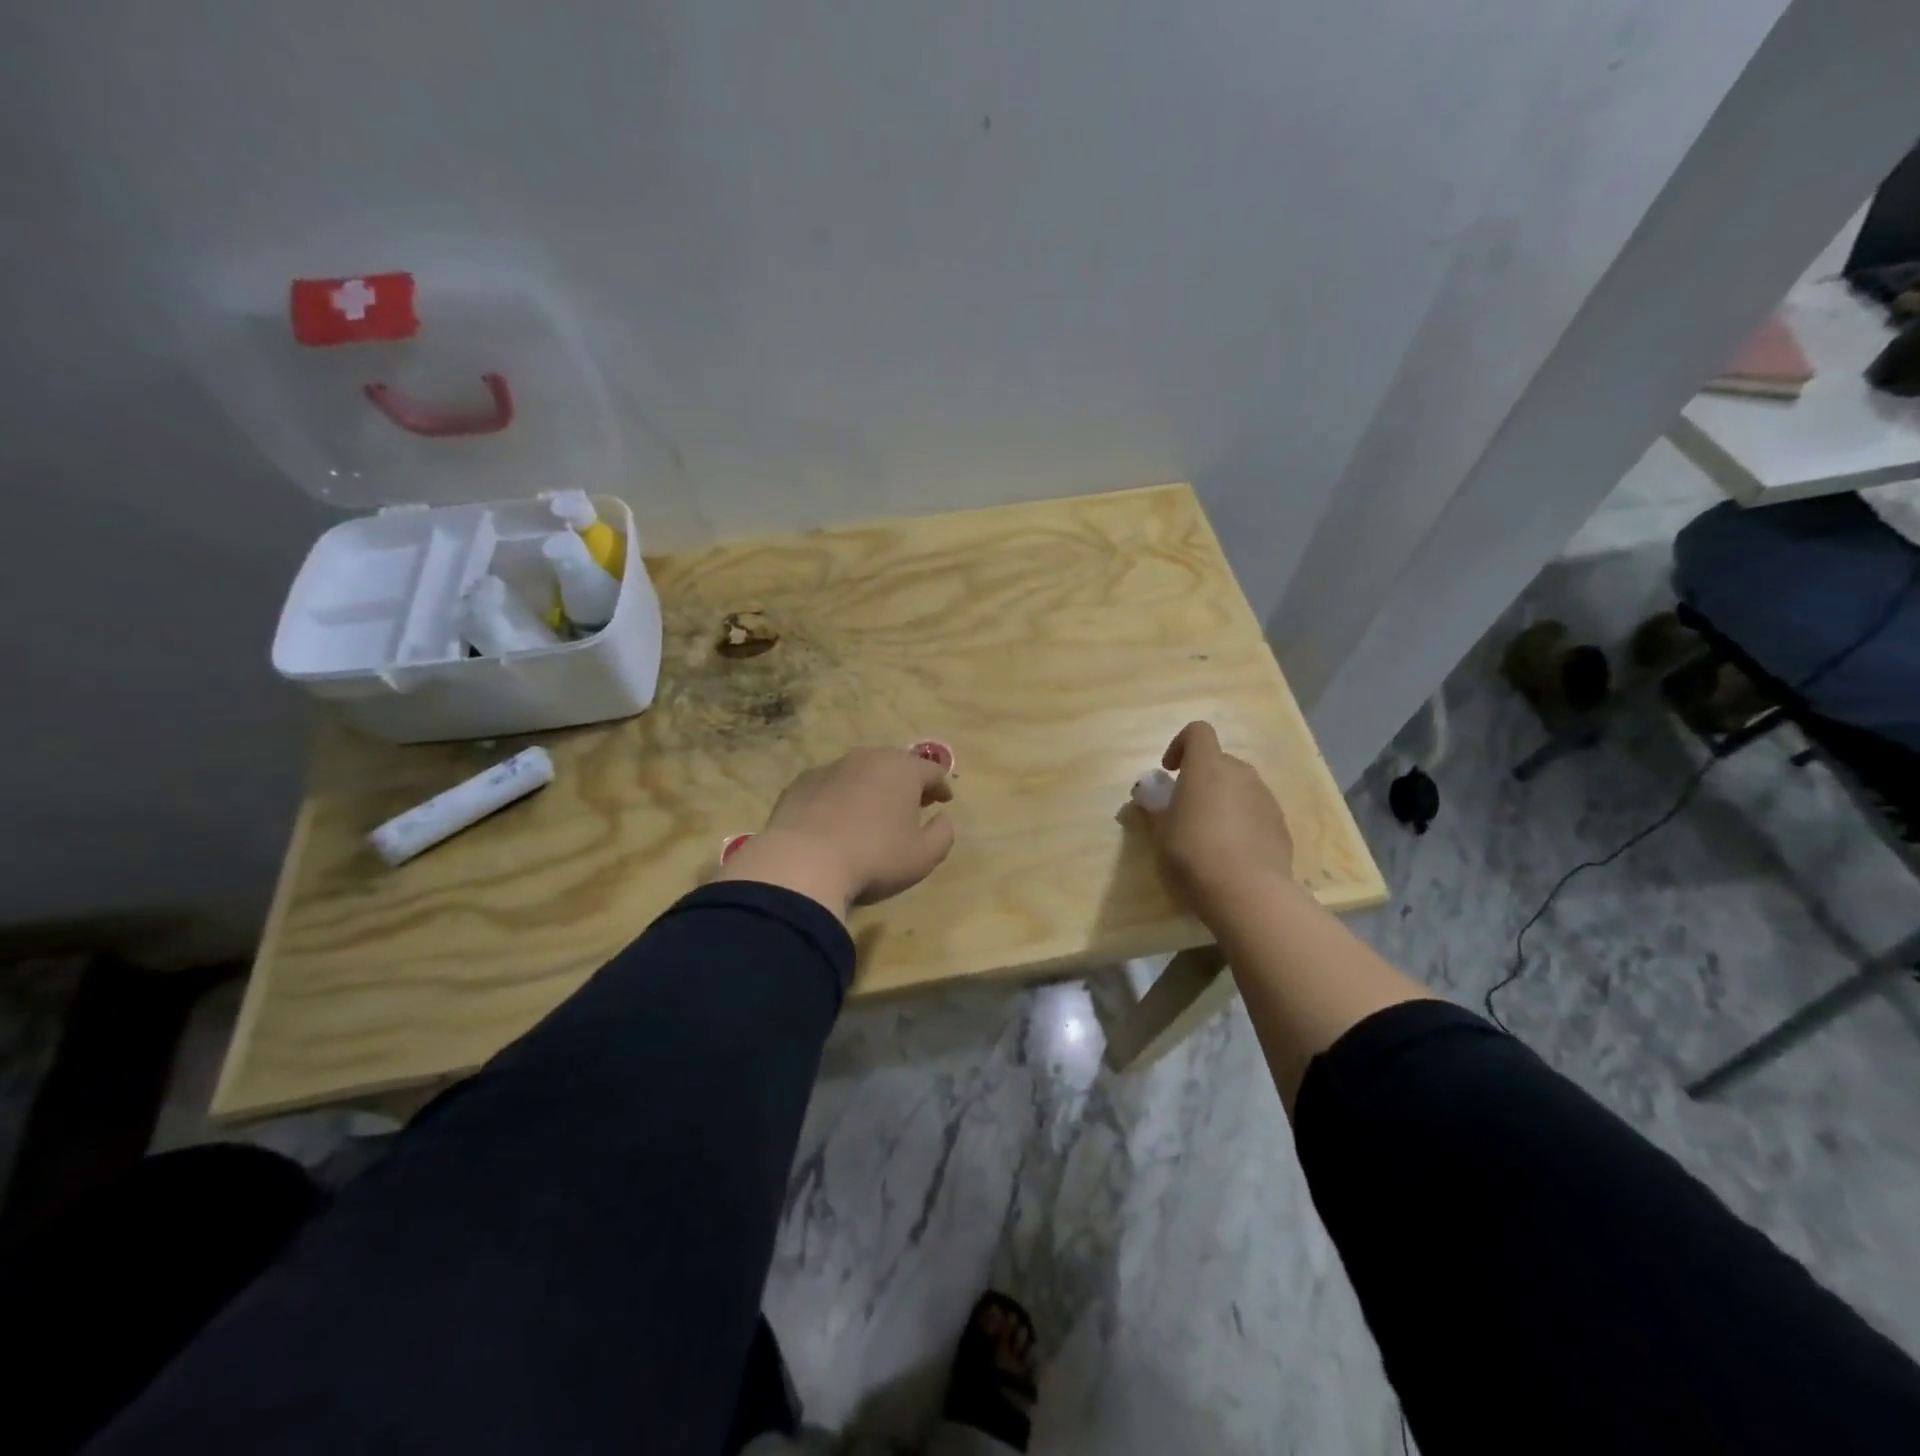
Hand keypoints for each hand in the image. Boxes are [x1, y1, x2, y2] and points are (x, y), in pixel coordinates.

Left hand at [714, 748, 955, 917]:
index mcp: (902, 769)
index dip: (941, 786)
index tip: (944, 800)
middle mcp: (867, 758)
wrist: (803, 862)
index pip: (931, 770)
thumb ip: (943, 834)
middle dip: (907, 782)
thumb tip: (943, 819)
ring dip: (871, 787)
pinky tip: (836, 820)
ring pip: (860, 772)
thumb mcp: (924, 856)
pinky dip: (840, 797)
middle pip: (895, 764)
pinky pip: (830, 786)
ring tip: (873, 812)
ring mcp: (830, 768)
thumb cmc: (875, 857)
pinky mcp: (800, 783)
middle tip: (911, 803)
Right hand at [1140, 721, 1294, 916]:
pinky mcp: (1281, 825)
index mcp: (1207, 768)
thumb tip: (1145, 799)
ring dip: (1223, 799)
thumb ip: (1152, 811)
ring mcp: (1265, 798)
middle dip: (1202, 777)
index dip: (1180, 744)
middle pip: (1220, 761)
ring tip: (1209, 834)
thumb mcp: (1159, 834)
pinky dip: (1242, 821)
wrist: (1248, 893)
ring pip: (1240, 787)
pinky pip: (1256, 811)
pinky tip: (1232, 853)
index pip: (1198, 732)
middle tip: (1185, 809)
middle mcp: (1240, 774)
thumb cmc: (1193, 855)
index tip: (1169, 771)